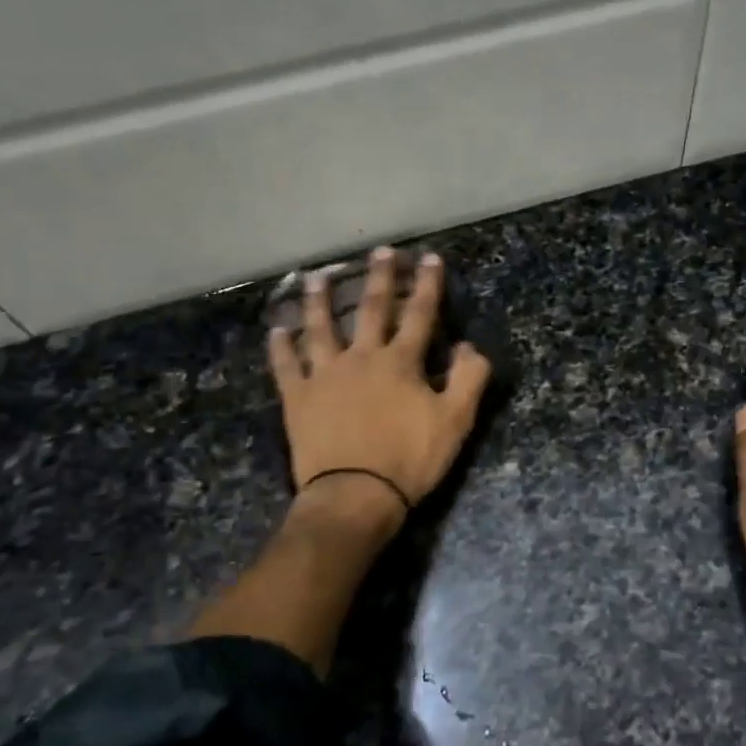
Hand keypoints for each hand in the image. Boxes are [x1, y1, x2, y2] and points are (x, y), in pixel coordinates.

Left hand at [269, 247, 490, 517]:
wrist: (356, 494)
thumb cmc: (410, 459)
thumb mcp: (456, 421)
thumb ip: (468, 378)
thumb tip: (468, 345)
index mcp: (401, 362)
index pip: (419, 314)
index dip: (427, 284)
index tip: (429, 257)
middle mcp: (361, 357)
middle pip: (370, 309)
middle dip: (379, 278)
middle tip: (380, 251)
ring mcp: (325, 375)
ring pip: (320, 328)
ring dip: (320, 301)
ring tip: (317, 277)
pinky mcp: (298, 398)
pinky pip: (286, 366)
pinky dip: (281, 347)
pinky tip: (277, 330)